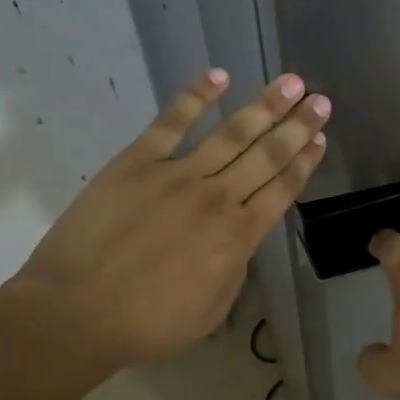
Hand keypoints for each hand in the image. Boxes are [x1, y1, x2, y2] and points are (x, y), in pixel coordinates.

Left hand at [16, 69, 329, 368]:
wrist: (77, 312)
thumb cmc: (148, 323)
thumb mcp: (212, 310)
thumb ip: (234, 270)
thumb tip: (238, 242)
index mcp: (238, 237)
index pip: (281, 190)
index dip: (304, 162)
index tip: (321, 138)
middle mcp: (217, 198)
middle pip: (267, 155)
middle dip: (298, 126)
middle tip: (320, 100)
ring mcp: (177, 175)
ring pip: (231, 133)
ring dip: (264, 106)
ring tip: (290, 83)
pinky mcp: (137, 162)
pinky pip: (171, 122)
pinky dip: (196, 97)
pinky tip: (219, 76)